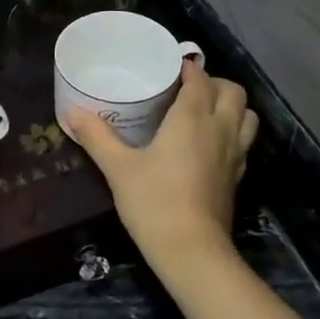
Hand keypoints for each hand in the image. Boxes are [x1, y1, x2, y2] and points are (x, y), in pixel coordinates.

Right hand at [64, 62, 257, 267]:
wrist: (191, 250)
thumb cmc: (154, 201)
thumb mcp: (117, 168)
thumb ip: (97, 136)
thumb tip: (72, 112)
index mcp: (192, 118)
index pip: (199, 78)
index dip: (187, 68)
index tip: (168, 68)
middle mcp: (220, 129)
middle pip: (233, 91)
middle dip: (214, 83)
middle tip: (187, 89)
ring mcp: (235, 153)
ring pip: (247, 115)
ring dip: (231, 106)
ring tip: (205, 111)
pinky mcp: (238, 176)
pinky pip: (244, 140)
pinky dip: (233, 131)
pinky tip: (210, 144)